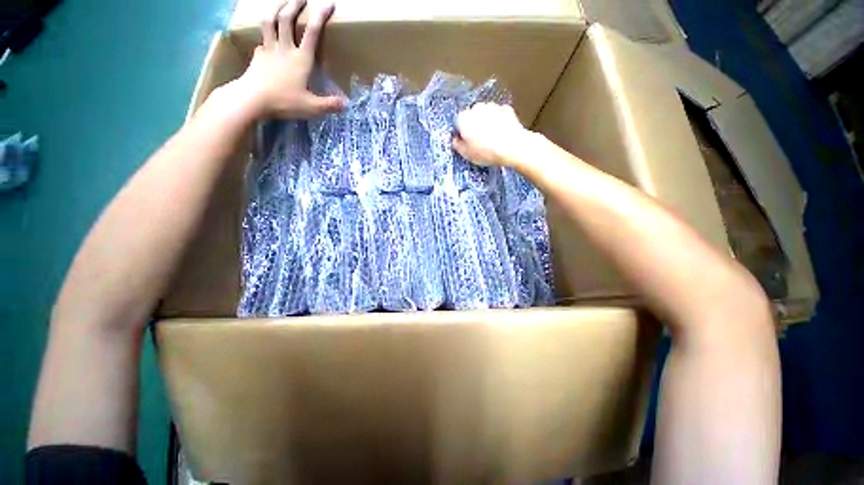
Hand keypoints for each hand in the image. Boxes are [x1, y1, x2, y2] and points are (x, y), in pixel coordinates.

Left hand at [234, 0, 345, 118]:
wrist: (252, 99)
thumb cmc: (284, 102)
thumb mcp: (312, 108)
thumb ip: (330, 105)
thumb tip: (346, 104)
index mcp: (301, 59)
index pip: (312, 33)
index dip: (320, 16)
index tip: (328, 3)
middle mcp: (284, 49)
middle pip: (287, 19)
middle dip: (295, 4)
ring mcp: (269, 50)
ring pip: (270, 22)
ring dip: (276, 9)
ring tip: (281, 3)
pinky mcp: (257, 56)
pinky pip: (262, 40)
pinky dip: (266, 36)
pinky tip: (268, 40)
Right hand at [452, 103, 533, 167]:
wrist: (512, 147)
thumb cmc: (486, 151)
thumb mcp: (466, 154)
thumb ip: (457, 145)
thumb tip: (456, 140)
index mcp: (463, 118)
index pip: (457, 123)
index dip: (461, 134)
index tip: (466, 142)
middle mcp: (476, 108)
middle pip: (471, 117)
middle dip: (474, 126)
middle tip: (479, 142)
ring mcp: (492, 106)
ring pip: (485, 114)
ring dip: (486, 123)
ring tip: (491, 138)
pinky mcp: (506, 109)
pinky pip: (498, 115)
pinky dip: (499, 121)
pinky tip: (501, 133)